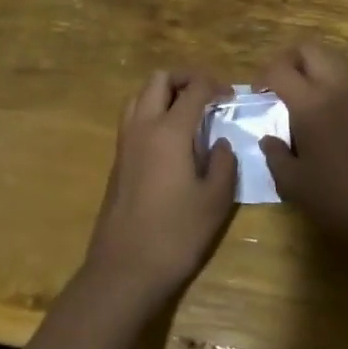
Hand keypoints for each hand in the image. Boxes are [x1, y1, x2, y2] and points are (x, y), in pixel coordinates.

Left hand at [83, 72, 237, 307]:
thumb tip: (220, 143)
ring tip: (186, 110)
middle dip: (185, 78)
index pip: (193, 89)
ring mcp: (125, 142)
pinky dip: (151, 111)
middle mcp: (143, 126)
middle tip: (206, 94)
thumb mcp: (215, 201)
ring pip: (140, 94)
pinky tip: (169, 137)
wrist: (124, 270)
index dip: (214, 85)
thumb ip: (223, 163)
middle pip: (159, 79)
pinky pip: (132, 117)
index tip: (230, 96)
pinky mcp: (117, 159)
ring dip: (163, 92)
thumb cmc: (175, 235)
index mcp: (169, 131)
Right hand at [258, 42, 347, 256]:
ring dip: (312, 68)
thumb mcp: (296, 186)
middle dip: (288, 60)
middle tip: (278, 86)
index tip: (257, 96)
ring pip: (332, 59)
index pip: (279, 69)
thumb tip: (268, 139)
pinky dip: (331, 83)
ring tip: (301, 99)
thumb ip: (276, 157)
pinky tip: (326, 116)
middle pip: (309, 49)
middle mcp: (336, 87)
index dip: (262, 77)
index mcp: (311, 103)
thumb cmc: (342, 201)